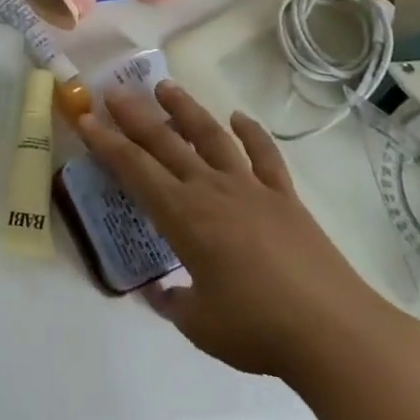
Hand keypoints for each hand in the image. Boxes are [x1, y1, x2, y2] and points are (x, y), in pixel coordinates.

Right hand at [79, 82, 401, 383]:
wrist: (334, 333)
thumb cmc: (257, 329)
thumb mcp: (199, 326)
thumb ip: (173, 304)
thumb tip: (159, 292)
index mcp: (182, 215)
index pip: (134, 168)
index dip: (106, 142)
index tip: (86, 118)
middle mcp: (210, 189)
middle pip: (165, 142)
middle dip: (135, 115)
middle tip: (114, 90)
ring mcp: (251, 188)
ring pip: (211, 136)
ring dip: (186, 109)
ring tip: (165, 86)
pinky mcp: (285, 197)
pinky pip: (265, 156)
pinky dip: (251, 133)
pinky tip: (239, 117)